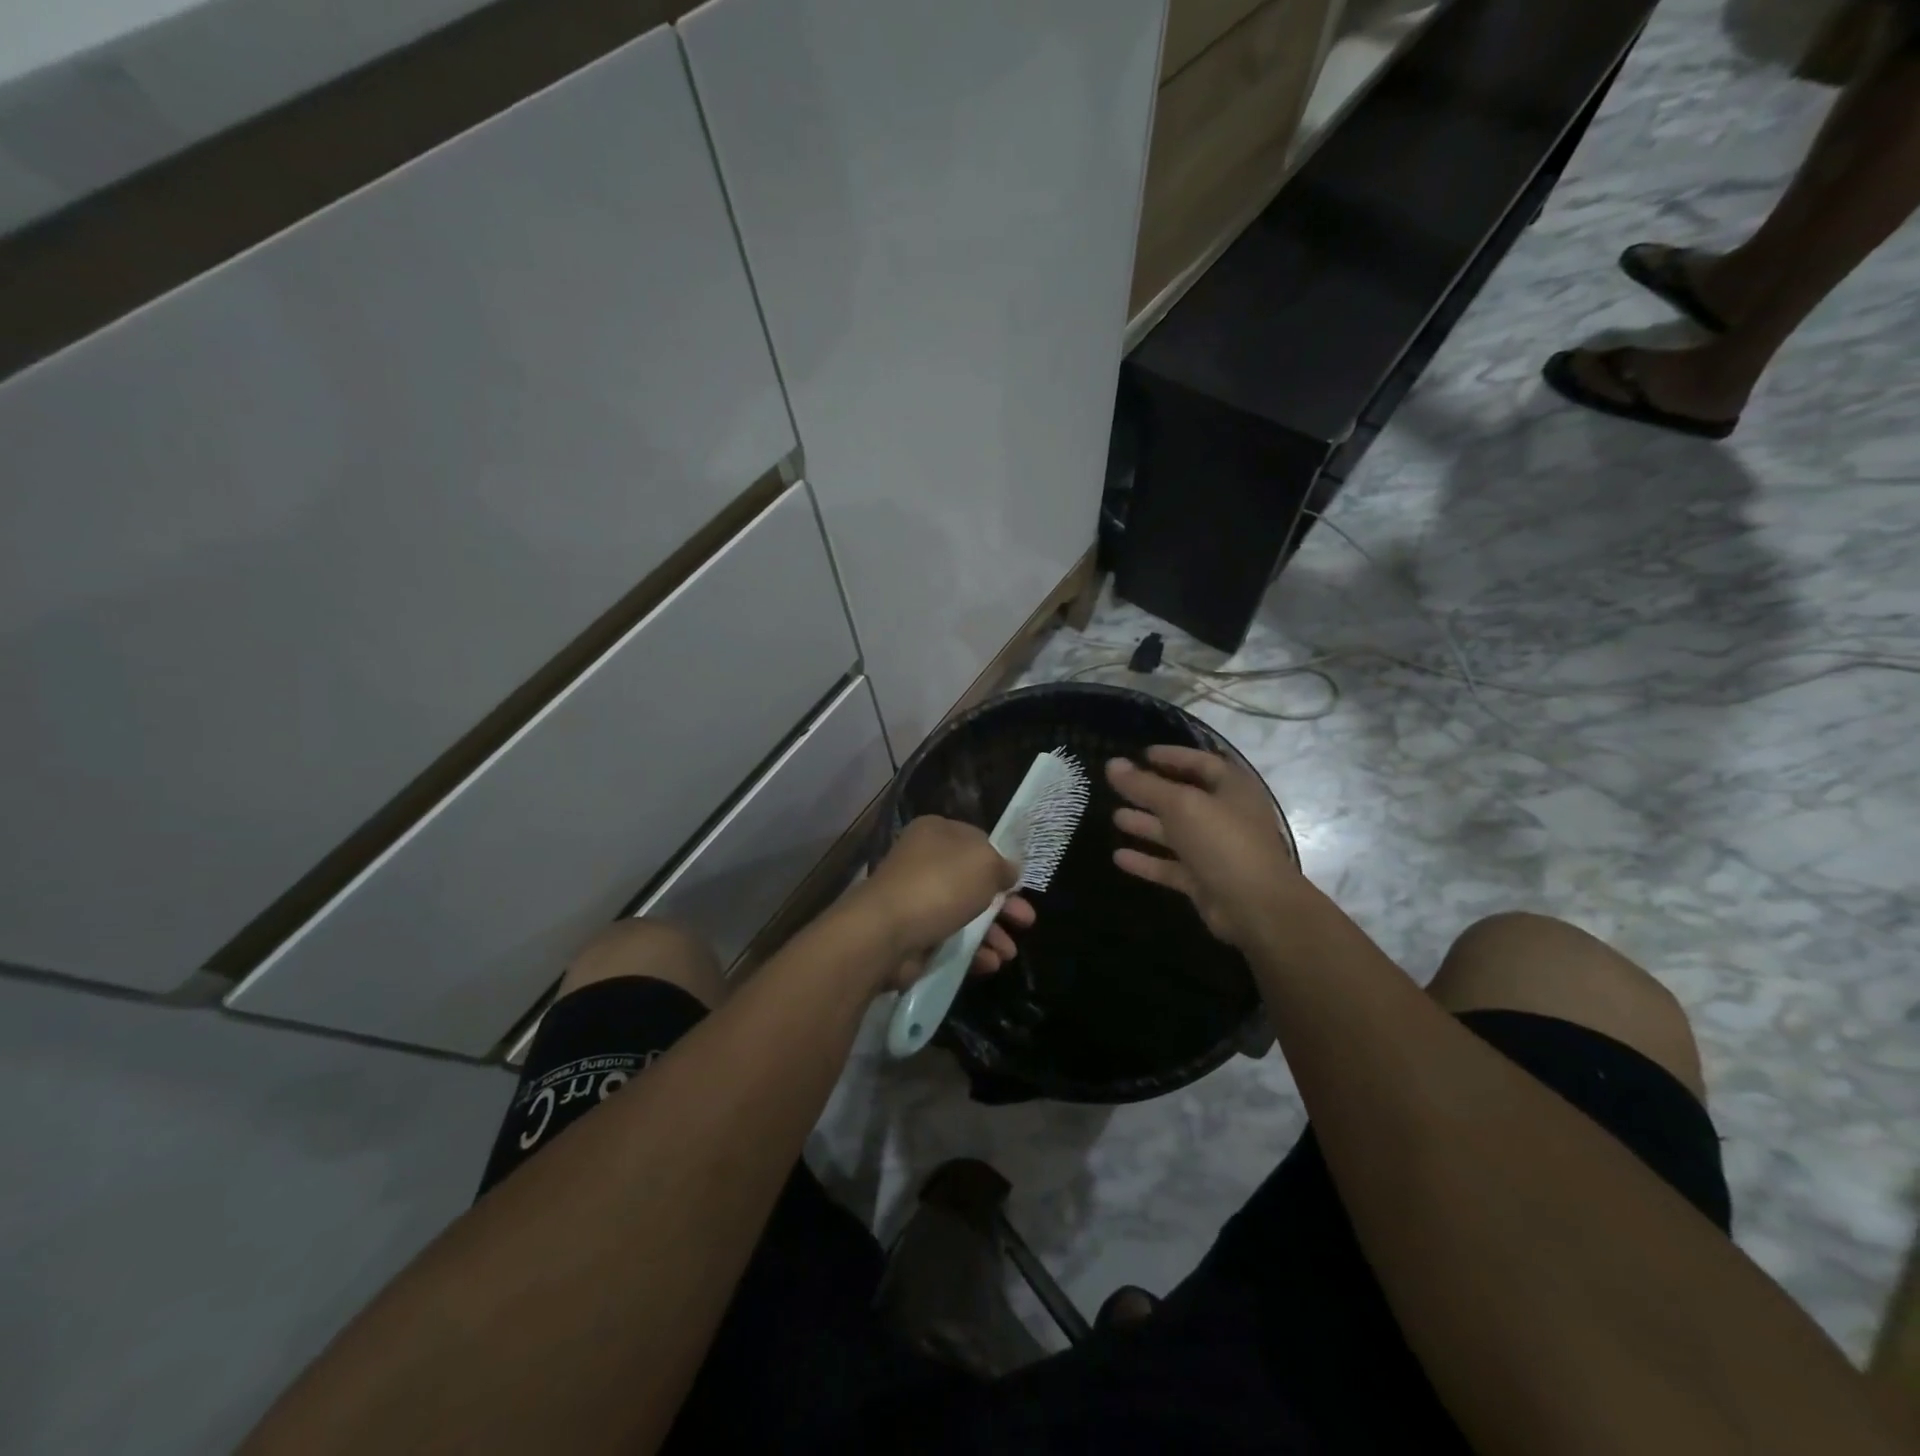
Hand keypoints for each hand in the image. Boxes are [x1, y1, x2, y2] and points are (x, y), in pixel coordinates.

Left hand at [849, 816, 1036, 991]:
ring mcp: (916, 899)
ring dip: (992, 932)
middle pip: (973, 881)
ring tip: (1009, 953)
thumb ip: (1002, 866)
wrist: (886, 932)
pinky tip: (990, 963)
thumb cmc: (940, 885)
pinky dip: (972, 951)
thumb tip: (1009, 871)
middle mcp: (924, 861)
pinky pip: (950, 940)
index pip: (977, 841)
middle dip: (1004, 904)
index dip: (1000, 862)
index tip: (1020, 884)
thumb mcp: (984, 864)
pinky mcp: (913, 934)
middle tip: (1026, 921)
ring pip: (964, 914)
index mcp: (936, 833)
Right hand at [1108, 747, 1298, 951]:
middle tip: (1118, 785)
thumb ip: (1145, 785)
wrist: (1255, 907)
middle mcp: (1225, 816)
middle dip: (1151, 792)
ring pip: (1176, 833)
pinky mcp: (1204, 880)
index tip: (1141, 754)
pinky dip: (1147, 860)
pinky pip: (1171, 865)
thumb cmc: (1223, 842)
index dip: (1172, 756)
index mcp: (1232, 789)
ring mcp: (1215, 850)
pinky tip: (1118, 856)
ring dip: (1146, 824)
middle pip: (1184, 798)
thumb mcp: (1181, 805)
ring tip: (1114, 817)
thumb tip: (1112, 763)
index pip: (1200, 763)